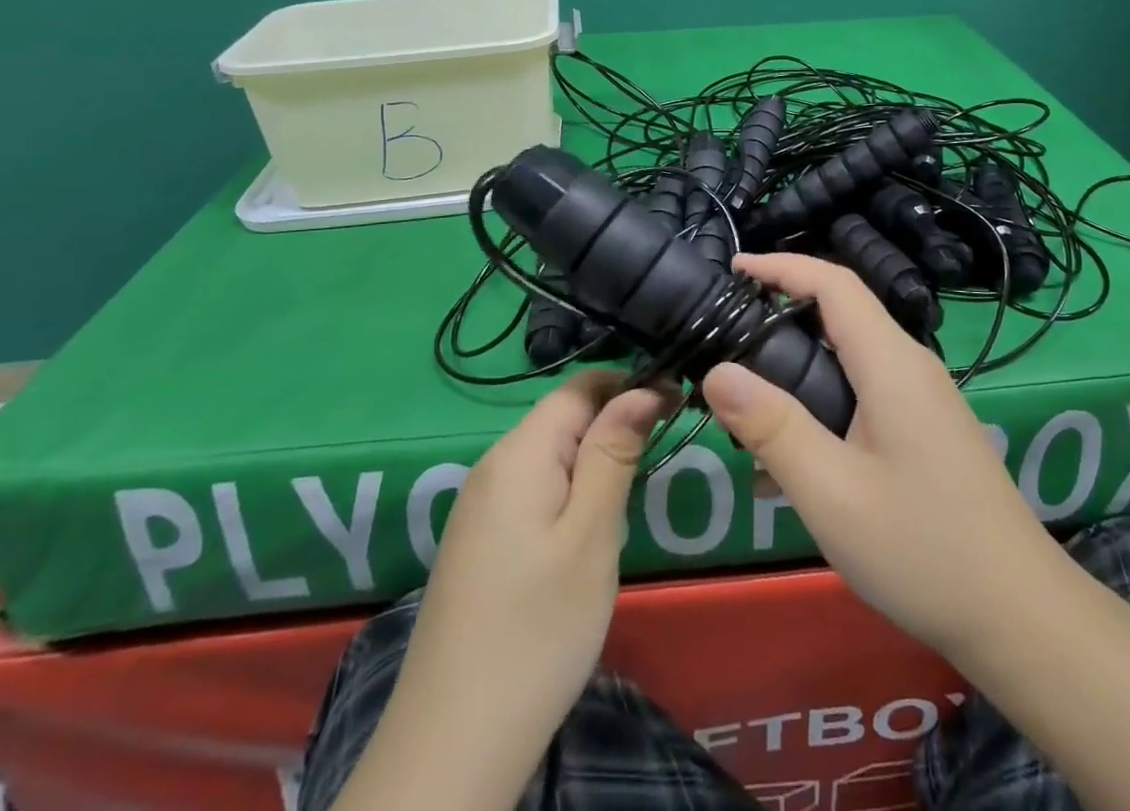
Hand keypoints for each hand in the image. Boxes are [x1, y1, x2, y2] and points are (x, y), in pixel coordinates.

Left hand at [367, 371, 666, 806]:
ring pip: (550, 455)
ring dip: (594, 463)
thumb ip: (615, 451)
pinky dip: (568, 494)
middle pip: (563, 417)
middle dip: (614, 426)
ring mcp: (480, 506)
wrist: (451, 745)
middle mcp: (493, 465)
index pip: (581, 385)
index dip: (630, 384)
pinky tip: (584, 537)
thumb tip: (644, 386)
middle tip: (656, 464)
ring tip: (625, 505)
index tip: (677, 405)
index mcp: (519, 452)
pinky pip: (533, 490)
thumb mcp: (591, 534)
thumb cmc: (538, 630)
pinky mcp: (479, 542)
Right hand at [702, 253, 1067, 666]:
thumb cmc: (923, 548)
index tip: (732, 268)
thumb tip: (717, 373)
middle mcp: (910, 366)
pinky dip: (821, 411)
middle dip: (780, 319)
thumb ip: (773, 427)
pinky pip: (863, 397)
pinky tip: (791, 470)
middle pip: (839, 316)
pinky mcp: (925, 430)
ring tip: (746, 417)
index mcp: (891, 362)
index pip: (833, 282)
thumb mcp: (832, 492)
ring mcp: (922, 399)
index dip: (781, 266)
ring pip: (847, 361)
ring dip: (796, 375)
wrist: (1022, 616)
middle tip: (726, 346)